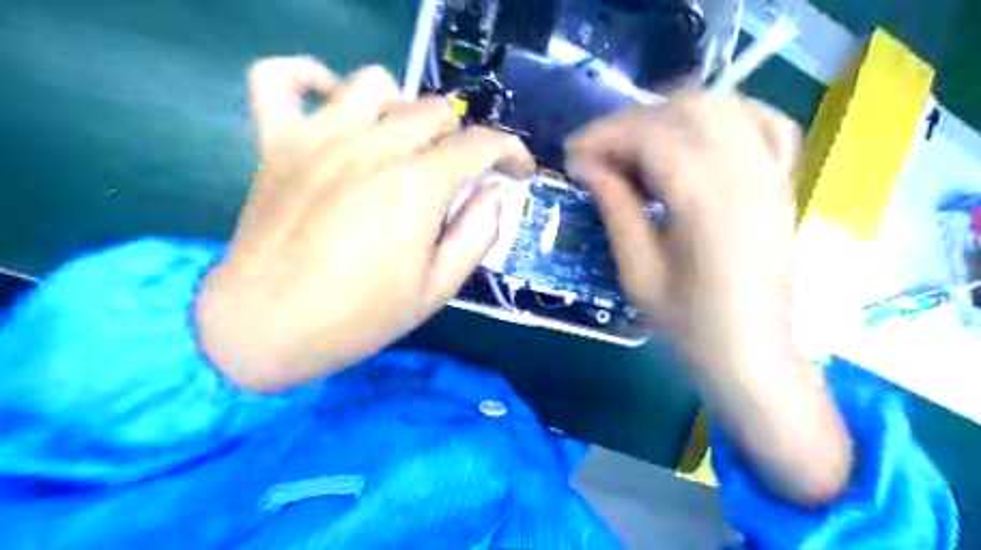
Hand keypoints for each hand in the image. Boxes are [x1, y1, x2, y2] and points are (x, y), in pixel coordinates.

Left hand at [197, 59, 532, 393]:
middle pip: (434, 110)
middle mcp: (372, 147)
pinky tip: (332, 103)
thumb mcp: (437, 289)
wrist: (266, 328)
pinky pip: (281, 79)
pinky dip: (308, 76)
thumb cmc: (359, 316)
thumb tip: (492, 194)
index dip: (511, 152)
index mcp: (416, 186)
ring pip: (374, 84)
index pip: (480, 145)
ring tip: (402, 143)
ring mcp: (319, 138)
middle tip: (459, 172)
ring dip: (402, 108)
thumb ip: (476, 235)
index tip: (519, 170)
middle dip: (461, 138)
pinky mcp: (276, 143)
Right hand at [568, 91, 850, 506]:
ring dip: (667, 116)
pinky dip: (720, 115)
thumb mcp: (637, 273)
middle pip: (684, 110)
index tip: (571, 156)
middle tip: (598, 154)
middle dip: (629, 123)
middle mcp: (746, 173)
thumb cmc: (688, 325)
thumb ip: (614, 209)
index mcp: (706, 202)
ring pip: (719, 105)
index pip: (651, 136)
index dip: (603, 136)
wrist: (753, 354)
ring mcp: (771, 172)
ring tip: (635, 148)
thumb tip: (585, 165)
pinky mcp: (782, 180)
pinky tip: (695, 137)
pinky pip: (759, 120)